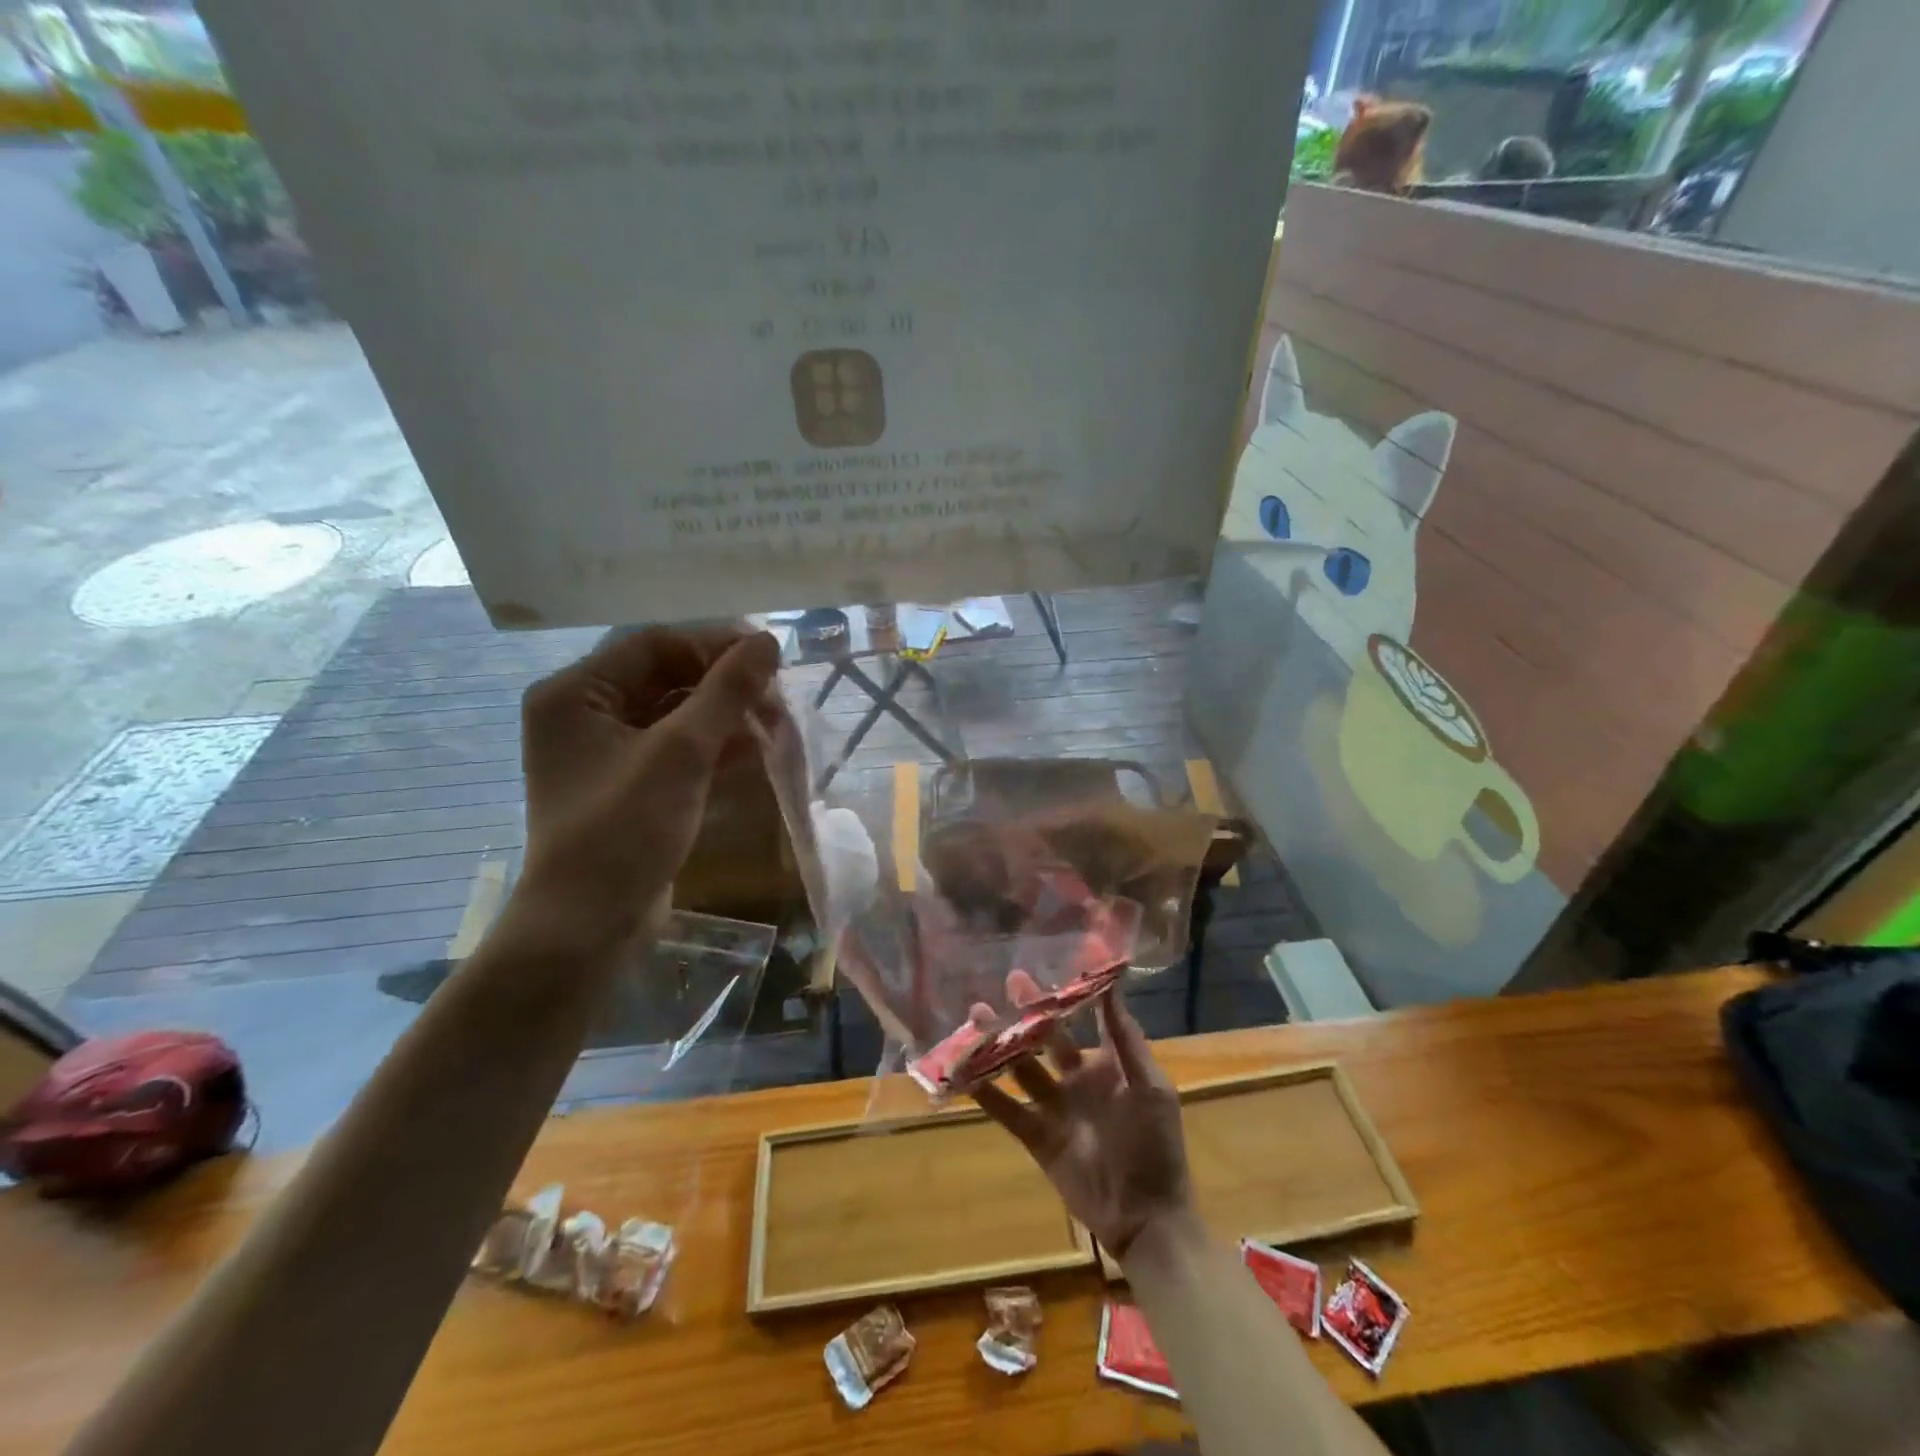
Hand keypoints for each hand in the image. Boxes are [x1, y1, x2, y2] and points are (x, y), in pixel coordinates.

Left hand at [517, 625, 779, 947]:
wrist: (588, 926)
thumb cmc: (624, 830)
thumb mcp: (681, 753)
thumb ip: (726, 692)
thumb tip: (768, 641)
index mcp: (576, 693)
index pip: (654, 644)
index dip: (715, 645)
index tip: (771, 656)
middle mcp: (585, 714)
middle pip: (666, 677)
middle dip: (725, 685)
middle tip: (777, 696)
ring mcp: (607, 752)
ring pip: (677, 714)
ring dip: (726, 715)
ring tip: (777, 724)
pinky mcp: (630, 784)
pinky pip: (677, 748)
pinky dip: (715, 746)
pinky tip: (757, 750)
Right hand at [972, 971, 1193, 1261]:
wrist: (1147, 1218)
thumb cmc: (1157, 1146)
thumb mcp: (1150, 1087)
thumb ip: (1125, 1038)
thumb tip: (1112, 983)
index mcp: (1107, 1064)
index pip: (1084, 1019)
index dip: (1068, 993)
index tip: (1051, 963)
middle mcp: (1077, 1079)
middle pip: (1046, 1037)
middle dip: (1029, 1010)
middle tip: (1010, 980)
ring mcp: (1054, 1108)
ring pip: (1020, 1067)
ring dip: (1000, 1042)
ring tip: (976, 1014)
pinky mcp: (1036, 1138)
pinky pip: (1006, 1109)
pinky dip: (984, 1092)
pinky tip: (963, 1071)